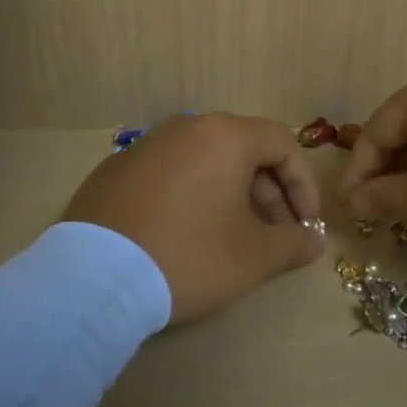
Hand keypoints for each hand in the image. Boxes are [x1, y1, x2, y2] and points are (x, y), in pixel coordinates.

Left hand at [62, 113, 324, 322]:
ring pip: (204, 160)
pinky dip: (190, 194)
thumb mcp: (252, 257)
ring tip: (232, 235)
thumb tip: (313, 242)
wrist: (93, 278)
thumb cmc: (188, 256)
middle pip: (243, 149)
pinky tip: (184, 233)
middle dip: (268, 191)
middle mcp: (185, 128)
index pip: (282, 143)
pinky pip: (169, 173)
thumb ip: (292, 243)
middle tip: (274, 233)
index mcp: (224, 136)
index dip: (303, 183)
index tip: (305, 223)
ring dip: (230, 192)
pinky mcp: (115, 169)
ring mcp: (145, 146)